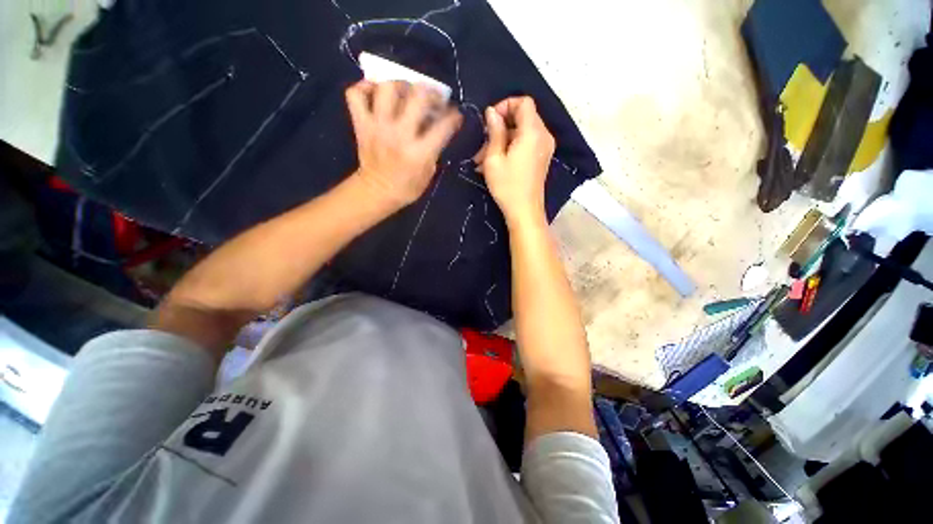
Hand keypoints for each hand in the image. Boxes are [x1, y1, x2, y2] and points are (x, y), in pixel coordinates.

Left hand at [345, 80, 461, 208]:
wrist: (377, 192)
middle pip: (417, 97)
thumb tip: (436, 125)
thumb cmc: (407, 188)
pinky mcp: (361, 124)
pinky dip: (364, 88)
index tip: (455, 114)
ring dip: (400, 84)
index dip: (453, 116)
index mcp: (420, 153)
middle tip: (432, 97)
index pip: (443, 126)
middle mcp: (400, 135)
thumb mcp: (428, 172)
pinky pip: (355, 95)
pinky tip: (375, 92)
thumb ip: (434, 148)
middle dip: (430, 92)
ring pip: (387, 88)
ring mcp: (378, 127)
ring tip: (405, 90)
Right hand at [478, 96, 554, 224]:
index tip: (490, 121)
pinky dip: (511, 147)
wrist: (525, 212)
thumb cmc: (507, 186)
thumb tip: (491, 112)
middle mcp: (543, 135)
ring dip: (503, 140)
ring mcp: (545, 148)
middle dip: (501, 126)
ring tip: (484, 158)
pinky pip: (527, 143)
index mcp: (533, 132)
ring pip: (523, 131)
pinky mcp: (542, 158)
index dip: (505, 105)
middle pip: (523, 116)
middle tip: (483, 143)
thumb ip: (494, 131)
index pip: (524, 102)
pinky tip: (496, 163)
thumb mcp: (494, 158)